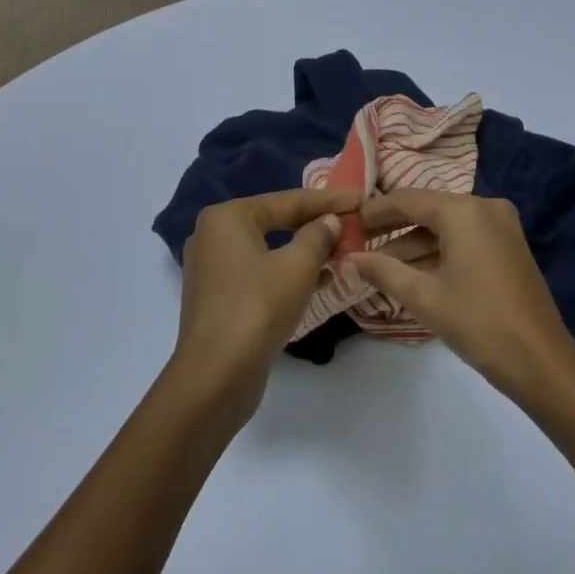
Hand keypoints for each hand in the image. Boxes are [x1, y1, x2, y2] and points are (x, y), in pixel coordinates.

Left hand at [172, 187, 359, 422]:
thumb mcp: (297, 267)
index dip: (328, 199)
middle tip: (353, 221)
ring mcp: (213, 269)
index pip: (287, 201)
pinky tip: (321, 279)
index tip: (361, 197)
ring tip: (344, 250)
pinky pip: (261, 273)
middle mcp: (214, 236)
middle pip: (276, 221)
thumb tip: (329, 221)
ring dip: (306, 251)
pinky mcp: (220, 298)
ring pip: (270, 249)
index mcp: (227, 217)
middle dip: (316, 224)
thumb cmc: (257, 308)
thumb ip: (318, 236)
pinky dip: (288, 272)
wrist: (215, 377)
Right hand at [351, 190, 574, 401]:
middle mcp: (484, 207)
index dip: (375, 211)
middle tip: (358, 243)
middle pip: (428, 209)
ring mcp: (501, 225)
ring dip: (414, 243)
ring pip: (446, 226)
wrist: (540, 360)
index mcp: (464, 211)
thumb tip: (348, 259)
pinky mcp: (508, 245)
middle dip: (392, 228)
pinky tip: (411, 272)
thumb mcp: (424, 296)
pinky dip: (438, 251)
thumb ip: (383, 271)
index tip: (347, 223)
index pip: (408, 199)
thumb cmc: (477, 322)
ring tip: (378, 265)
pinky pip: (464, 238)